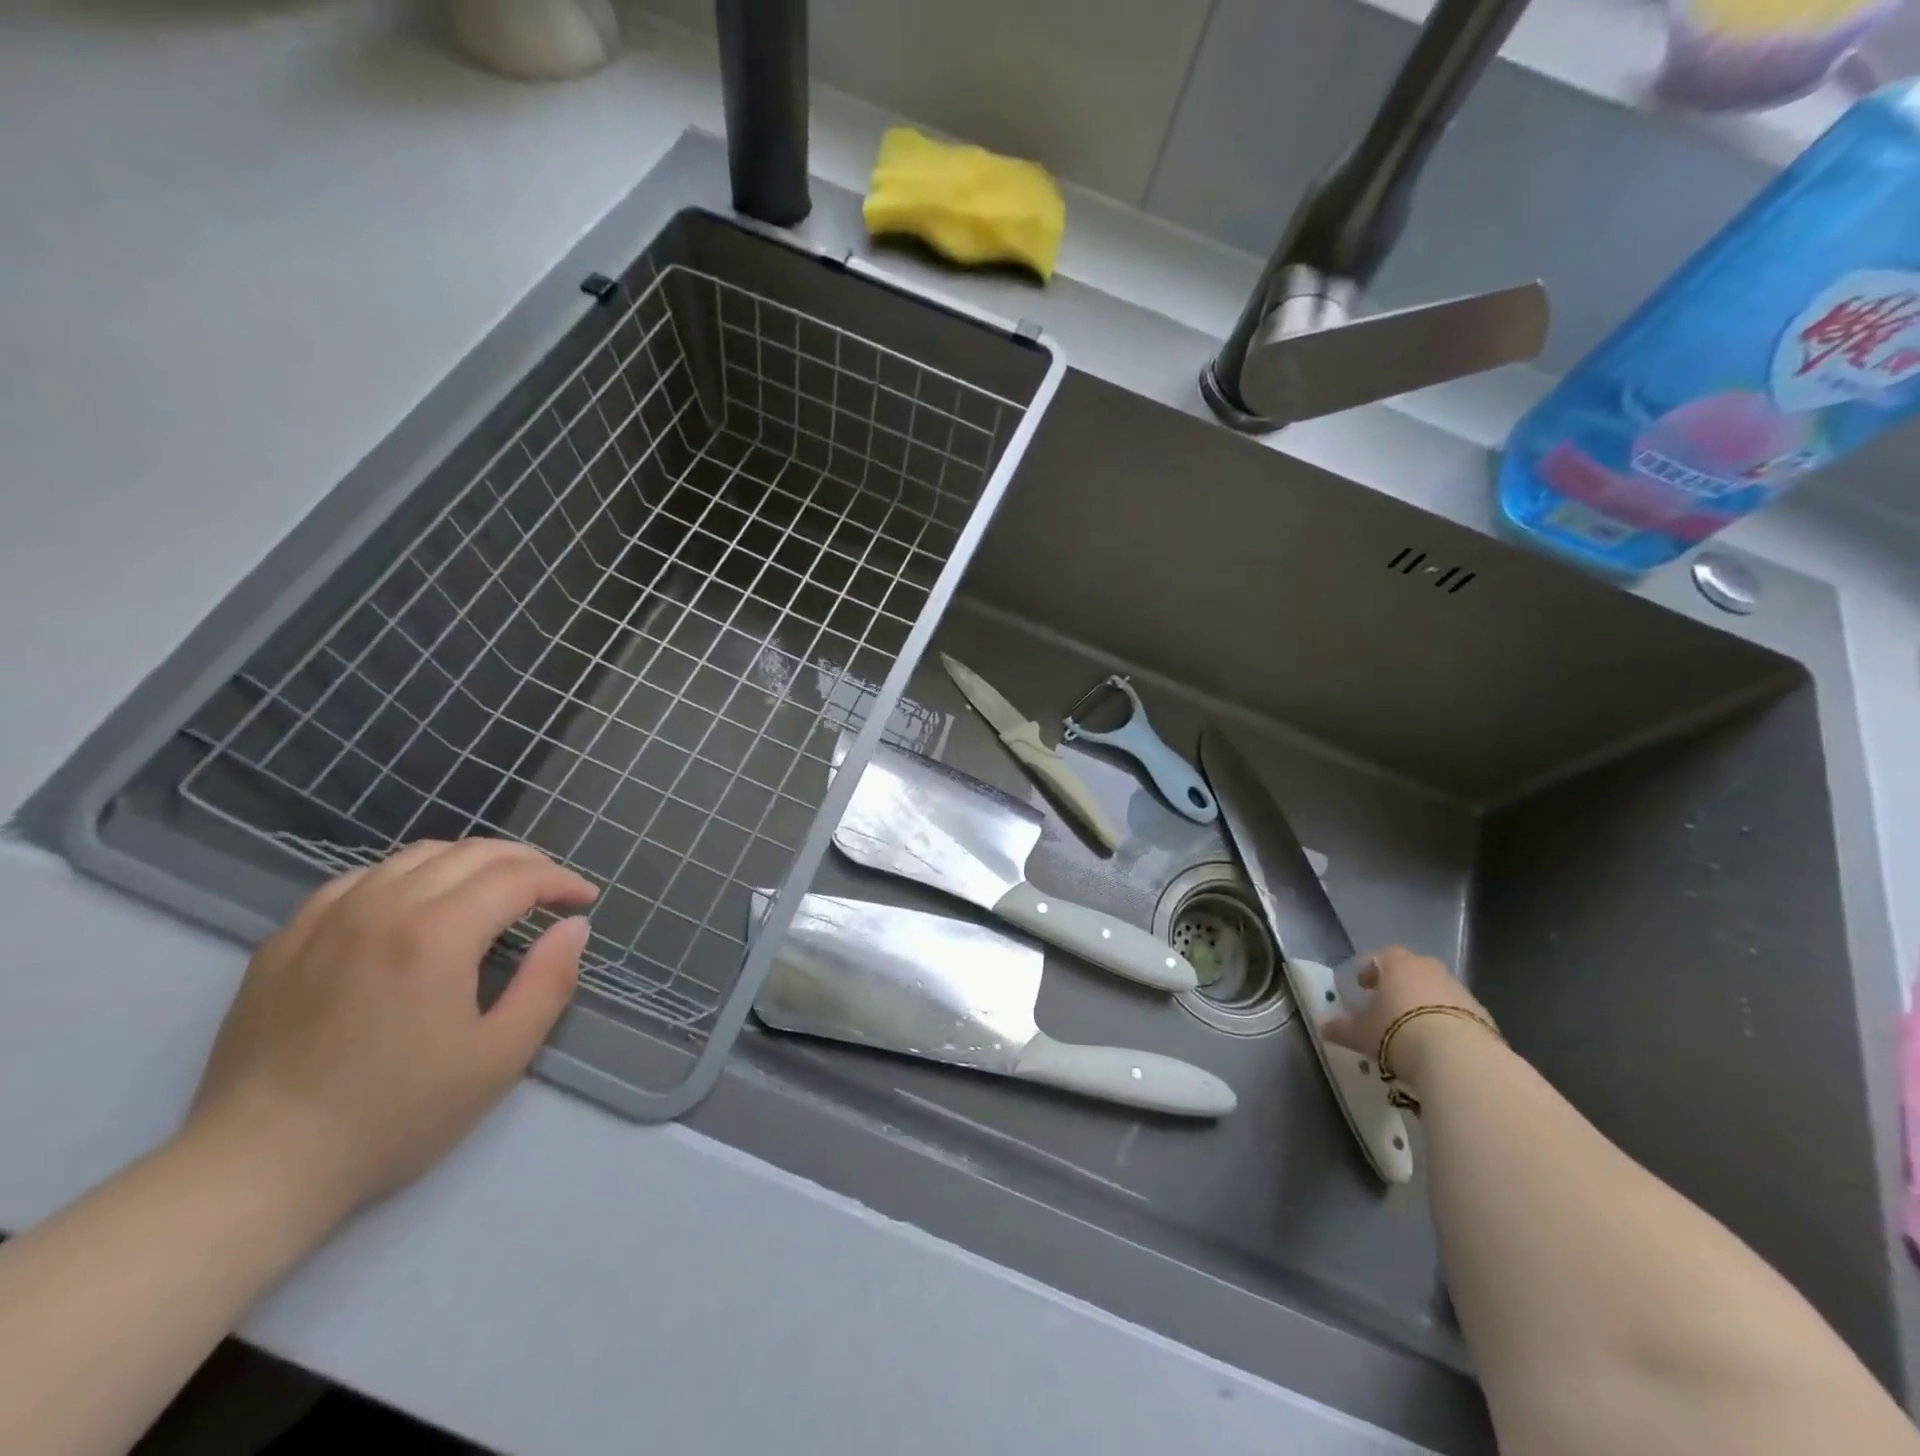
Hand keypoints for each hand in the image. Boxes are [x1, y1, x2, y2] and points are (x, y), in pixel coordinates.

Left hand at [186, 839, 597, 1217]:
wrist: (260, 1165)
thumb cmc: (396, 1114)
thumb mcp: (500, 1057)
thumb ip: (549, 982)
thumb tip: (573, 926)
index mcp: (438, 934)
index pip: (518, 878)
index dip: (561, 881)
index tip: (585, 900)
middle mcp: (383, 906)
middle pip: (473, 853)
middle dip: (526, 863)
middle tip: (552, 890)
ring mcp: (328, 916)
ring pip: (418, 855)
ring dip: (472, 862)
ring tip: (495, 890)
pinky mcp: (288, 937)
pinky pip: (362, 877)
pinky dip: (409, 875)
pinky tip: (418, 904)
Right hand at [1323, 945, 1494, 1078]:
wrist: (1459, 1058)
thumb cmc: (1398, 1033)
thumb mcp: (1360, 1034)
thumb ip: (1341, 1028)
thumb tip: (1322, 1027)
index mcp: (1397, 964)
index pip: (1381, 956)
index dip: (1370, 971)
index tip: (1363, 988)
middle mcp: (1430, 969)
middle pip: (1412, 970)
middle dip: (1400, 985)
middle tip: (1389, 1006)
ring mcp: (1460, 990)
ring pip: (1437, 991)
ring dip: (1425, 1004)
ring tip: (1414, 1031)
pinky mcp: (1483, 1015)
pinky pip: (1458, 1013)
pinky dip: (1447, 1022)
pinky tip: (1439, 1045)